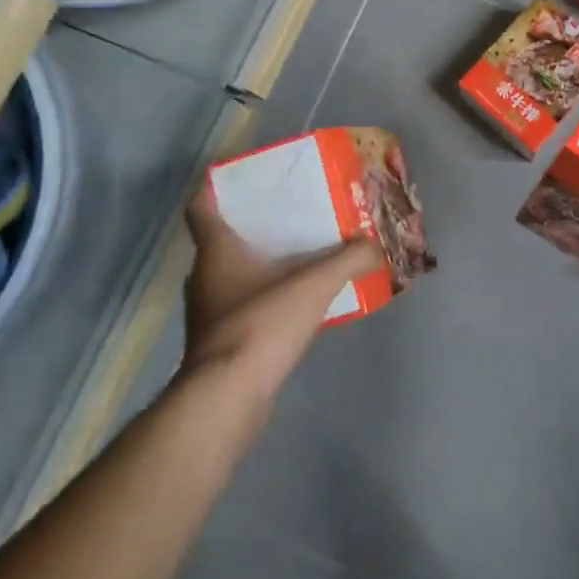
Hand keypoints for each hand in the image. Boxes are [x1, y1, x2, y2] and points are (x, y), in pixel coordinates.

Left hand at [181, 189, 382, 404]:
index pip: (201, 208)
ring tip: (299, 254)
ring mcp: (208, 313)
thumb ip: (349, 261)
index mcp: (216, 250)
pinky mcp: (220, 343)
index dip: (215, 188)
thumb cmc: (261, 324)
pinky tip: (294, 302)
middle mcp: (205, 276)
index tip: (243, 179)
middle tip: (289, 212)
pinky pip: (243, 305)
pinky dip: (264, 297)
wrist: (228, 398)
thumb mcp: (314, 285)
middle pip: (222, 239)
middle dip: (253, 225)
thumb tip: (376, 245)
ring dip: (259, 263)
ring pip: (232, 274)